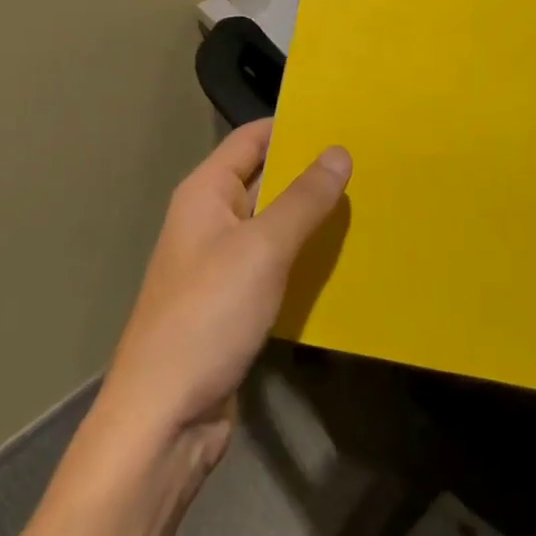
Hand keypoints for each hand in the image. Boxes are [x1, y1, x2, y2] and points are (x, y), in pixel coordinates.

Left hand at [98, 121, 350, 470]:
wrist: (165, 416)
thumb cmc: (208, 315)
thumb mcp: (262, 249)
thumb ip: (303, 199)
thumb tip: (338, 152)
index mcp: (205, 193)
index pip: (252, 139)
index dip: (293, 126)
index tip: (344, 120)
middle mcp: (210, 220)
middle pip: (265, 180)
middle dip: (311, 173)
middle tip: (370, 162)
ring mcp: (221, 264)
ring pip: (274, 227)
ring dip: (313, 219)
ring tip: (370, 204)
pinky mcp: (234, 303)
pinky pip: (276, 267)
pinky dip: (305, 260)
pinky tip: (345, 261)